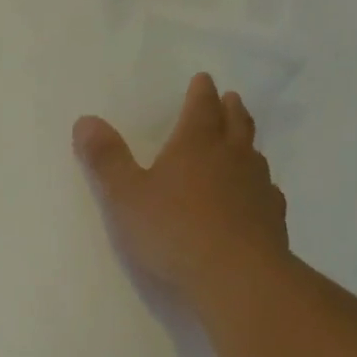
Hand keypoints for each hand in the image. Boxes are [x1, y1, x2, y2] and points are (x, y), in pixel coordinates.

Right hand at [74, 72, 289, 306]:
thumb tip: (85, 120)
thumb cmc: (172, 231)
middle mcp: (232, 157)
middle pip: (235, 123)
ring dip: (246, 143)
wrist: (235, 275)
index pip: (201, 107)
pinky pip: (266, 191)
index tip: (202, 80)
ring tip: (241, 142)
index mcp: (195, 144)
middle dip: (229, 109)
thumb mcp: (125, 197)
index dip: (200, 93)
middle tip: (230, 99)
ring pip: (253, 155)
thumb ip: (106, 160)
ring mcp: (257, 186)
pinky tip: (256, 195)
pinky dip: (258, 185)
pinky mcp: (271, 217)